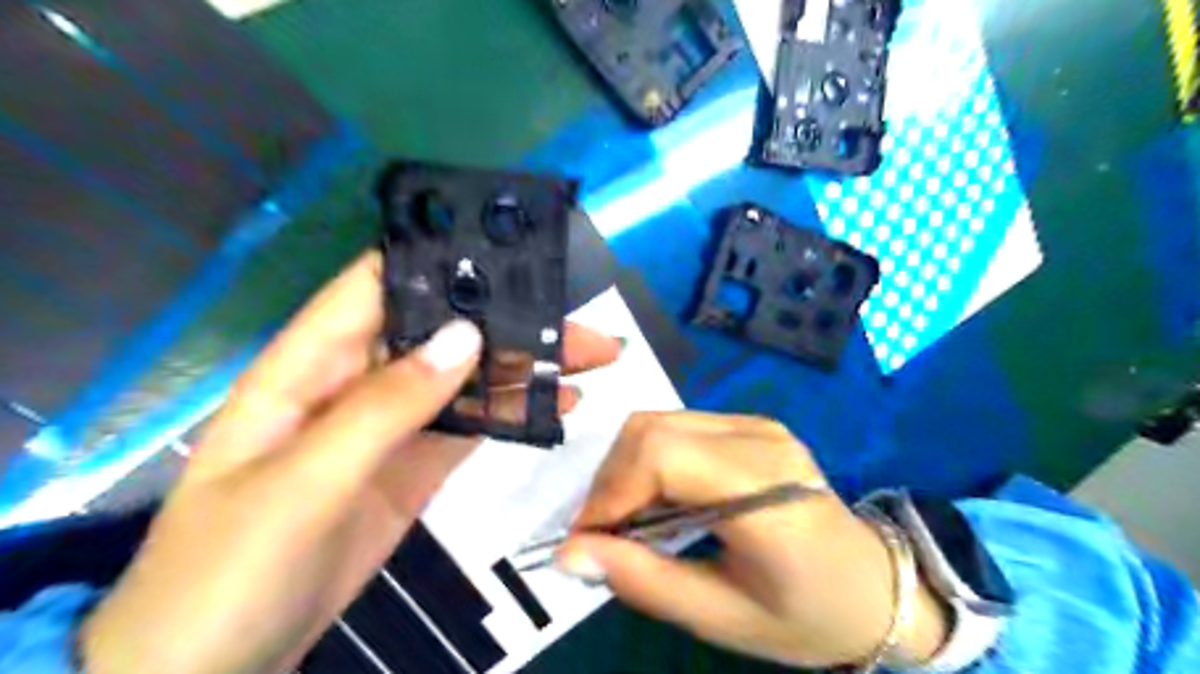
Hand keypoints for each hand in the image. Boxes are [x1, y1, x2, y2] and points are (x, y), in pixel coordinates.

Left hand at [79, 250, 624, 673]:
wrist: (216, 668)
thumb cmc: (228, 570)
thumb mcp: (303, 483)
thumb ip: (385, 408)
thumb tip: (467, 337)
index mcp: (311, 364)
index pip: (378, 284)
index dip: (438, 259)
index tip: (511, 253)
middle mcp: (357, 380)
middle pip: (440, 331)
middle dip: (508, 320)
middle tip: (579, 324)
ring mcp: (391, 425)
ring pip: (465, 378)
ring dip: (522, 367)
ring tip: (586, 360)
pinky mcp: (415, 466)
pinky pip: (470, 426)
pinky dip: (513, 413)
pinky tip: (556, 406)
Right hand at [553, 410, 948, 668]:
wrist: (874, 586)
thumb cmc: (807, 615)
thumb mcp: (723, 619)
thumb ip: (644, 581)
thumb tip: (570, 553)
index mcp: (767, 493)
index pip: (663, 457)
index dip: (611, 492)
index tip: (585, 541)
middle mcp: (761, 441)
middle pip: (652, 429)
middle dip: (611, 480)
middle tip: (602, 533)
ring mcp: (758, 425)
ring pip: (658, 422)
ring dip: (626, 468)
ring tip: (626, 519)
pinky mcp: (750, 425)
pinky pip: (677, 427)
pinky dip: (649, 460)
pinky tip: (657, 498)